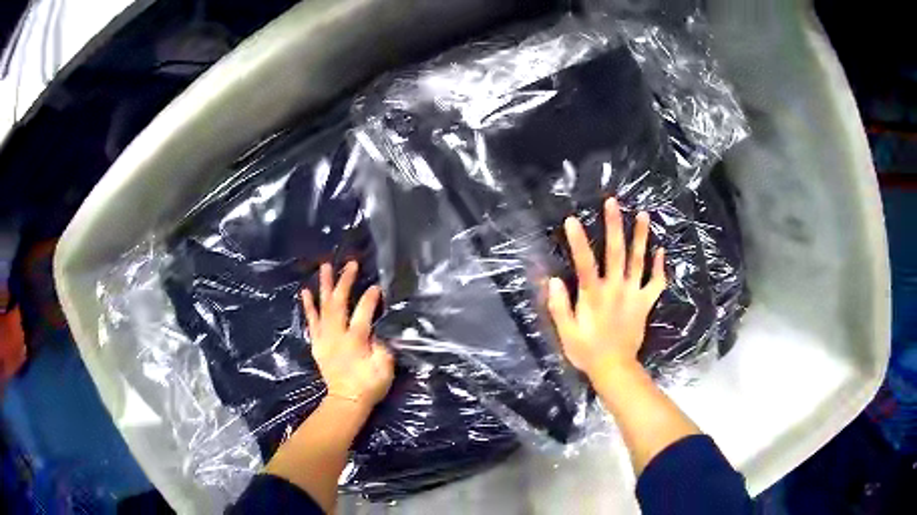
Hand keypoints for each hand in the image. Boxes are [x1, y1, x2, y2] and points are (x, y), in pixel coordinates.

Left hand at [301, 262, 394, 408]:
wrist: (346, 401)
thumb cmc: (369, 386)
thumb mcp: (384, 369)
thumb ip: (382, 347)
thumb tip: (377, 331)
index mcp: (355, 342)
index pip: (363, 314)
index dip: (370, 299)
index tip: (377, 287)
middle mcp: (337, 336)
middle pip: (339, 304)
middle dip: (345, 282)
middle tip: (350, 264)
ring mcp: (324, 339)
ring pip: (323, 308)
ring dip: (324, 286)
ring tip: (325, 267)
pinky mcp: (317, 344)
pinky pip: (311, 321)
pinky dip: (308, 306)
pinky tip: (306, 292)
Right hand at [547, 198, 666, 380]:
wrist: (615, 368)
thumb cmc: (587, 351)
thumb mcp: (566, 333)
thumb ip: (559, 307)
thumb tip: (553, 280)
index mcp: (594, 296)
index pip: (584, 263)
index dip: (578, 241)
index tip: (572, 220)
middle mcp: (616, 289)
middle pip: (616, 253)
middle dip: (613, 226)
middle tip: (613, 202)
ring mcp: (634, 295)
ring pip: (639, 261)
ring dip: (641, 237)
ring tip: (643, 214)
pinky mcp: (645, 303)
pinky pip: (656, 282)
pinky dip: (660, 266)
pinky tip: (661, 251)